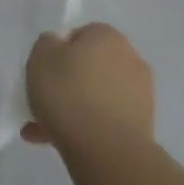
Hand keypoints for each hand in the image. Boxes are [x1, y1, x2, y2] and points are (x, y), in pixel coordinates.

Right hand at [22, 23, 154, 147]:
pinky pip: (106, 119)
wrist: (106, 149)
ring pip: (96, 95)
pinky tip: (61, 142)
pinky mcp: (143, 126)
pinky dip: (87, 127)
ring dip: (75, 107)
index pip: (80, 35)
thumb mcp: (40, 56)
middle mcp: (131, 59)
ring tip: (44, 129)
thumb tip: (59, 46)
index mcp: (108, 36)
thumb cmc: (68, 92)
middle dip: (67, 83)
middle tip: (43, 100)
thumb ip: (47, 43)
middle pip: (90, 67)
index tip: (44, 71)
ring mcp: (141, 95)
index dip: (59, 51)